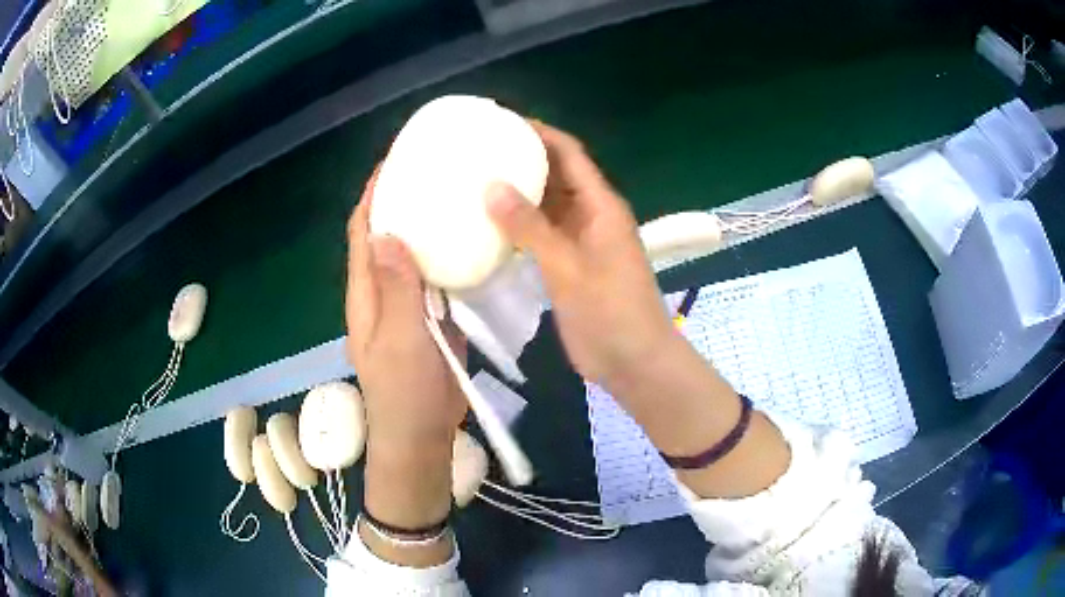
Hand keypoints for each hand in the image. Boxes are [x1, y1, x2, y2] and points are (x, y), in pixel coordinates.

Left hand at [346, 171, 464, 556]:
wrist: (421, 433)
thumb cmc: (405, 391)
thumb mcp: (400, 339)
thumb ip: (396, 289)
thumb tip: (387, 231)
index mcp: (366, 292)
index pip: (363, 231)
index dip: (373, 196)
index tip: (395, 161)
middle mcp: (381, 291)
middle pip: (386, 235)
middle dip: (401, 200)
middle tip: (433, 171)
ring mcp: (406, 304)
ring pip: (411, 253)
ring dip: (425, 224)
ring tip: (454, 195)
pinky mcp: (429, 317)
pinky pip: (434, 276)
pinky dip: (445, 254)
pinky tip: (470, 240)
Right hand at [485, 121, 675, 390]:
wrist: (635, 363)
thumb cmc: (611, 313)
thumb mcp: (569, 269)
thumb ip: (531, 229)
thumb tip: (491, 186)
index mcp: (600, 206)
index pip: (569, 153)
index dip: (539, 133)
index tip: (501, 122)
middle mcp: (590, 216)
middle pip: (556, 175)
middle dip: (522, 159)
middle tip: (476, 151)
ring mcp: (579, 241)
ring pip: (545, 206)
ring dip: (517, 194)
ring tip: (473, 181)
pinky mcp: (569, 265)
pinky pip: (540, 235)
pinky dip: (517, 227)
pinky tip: (486, 225)